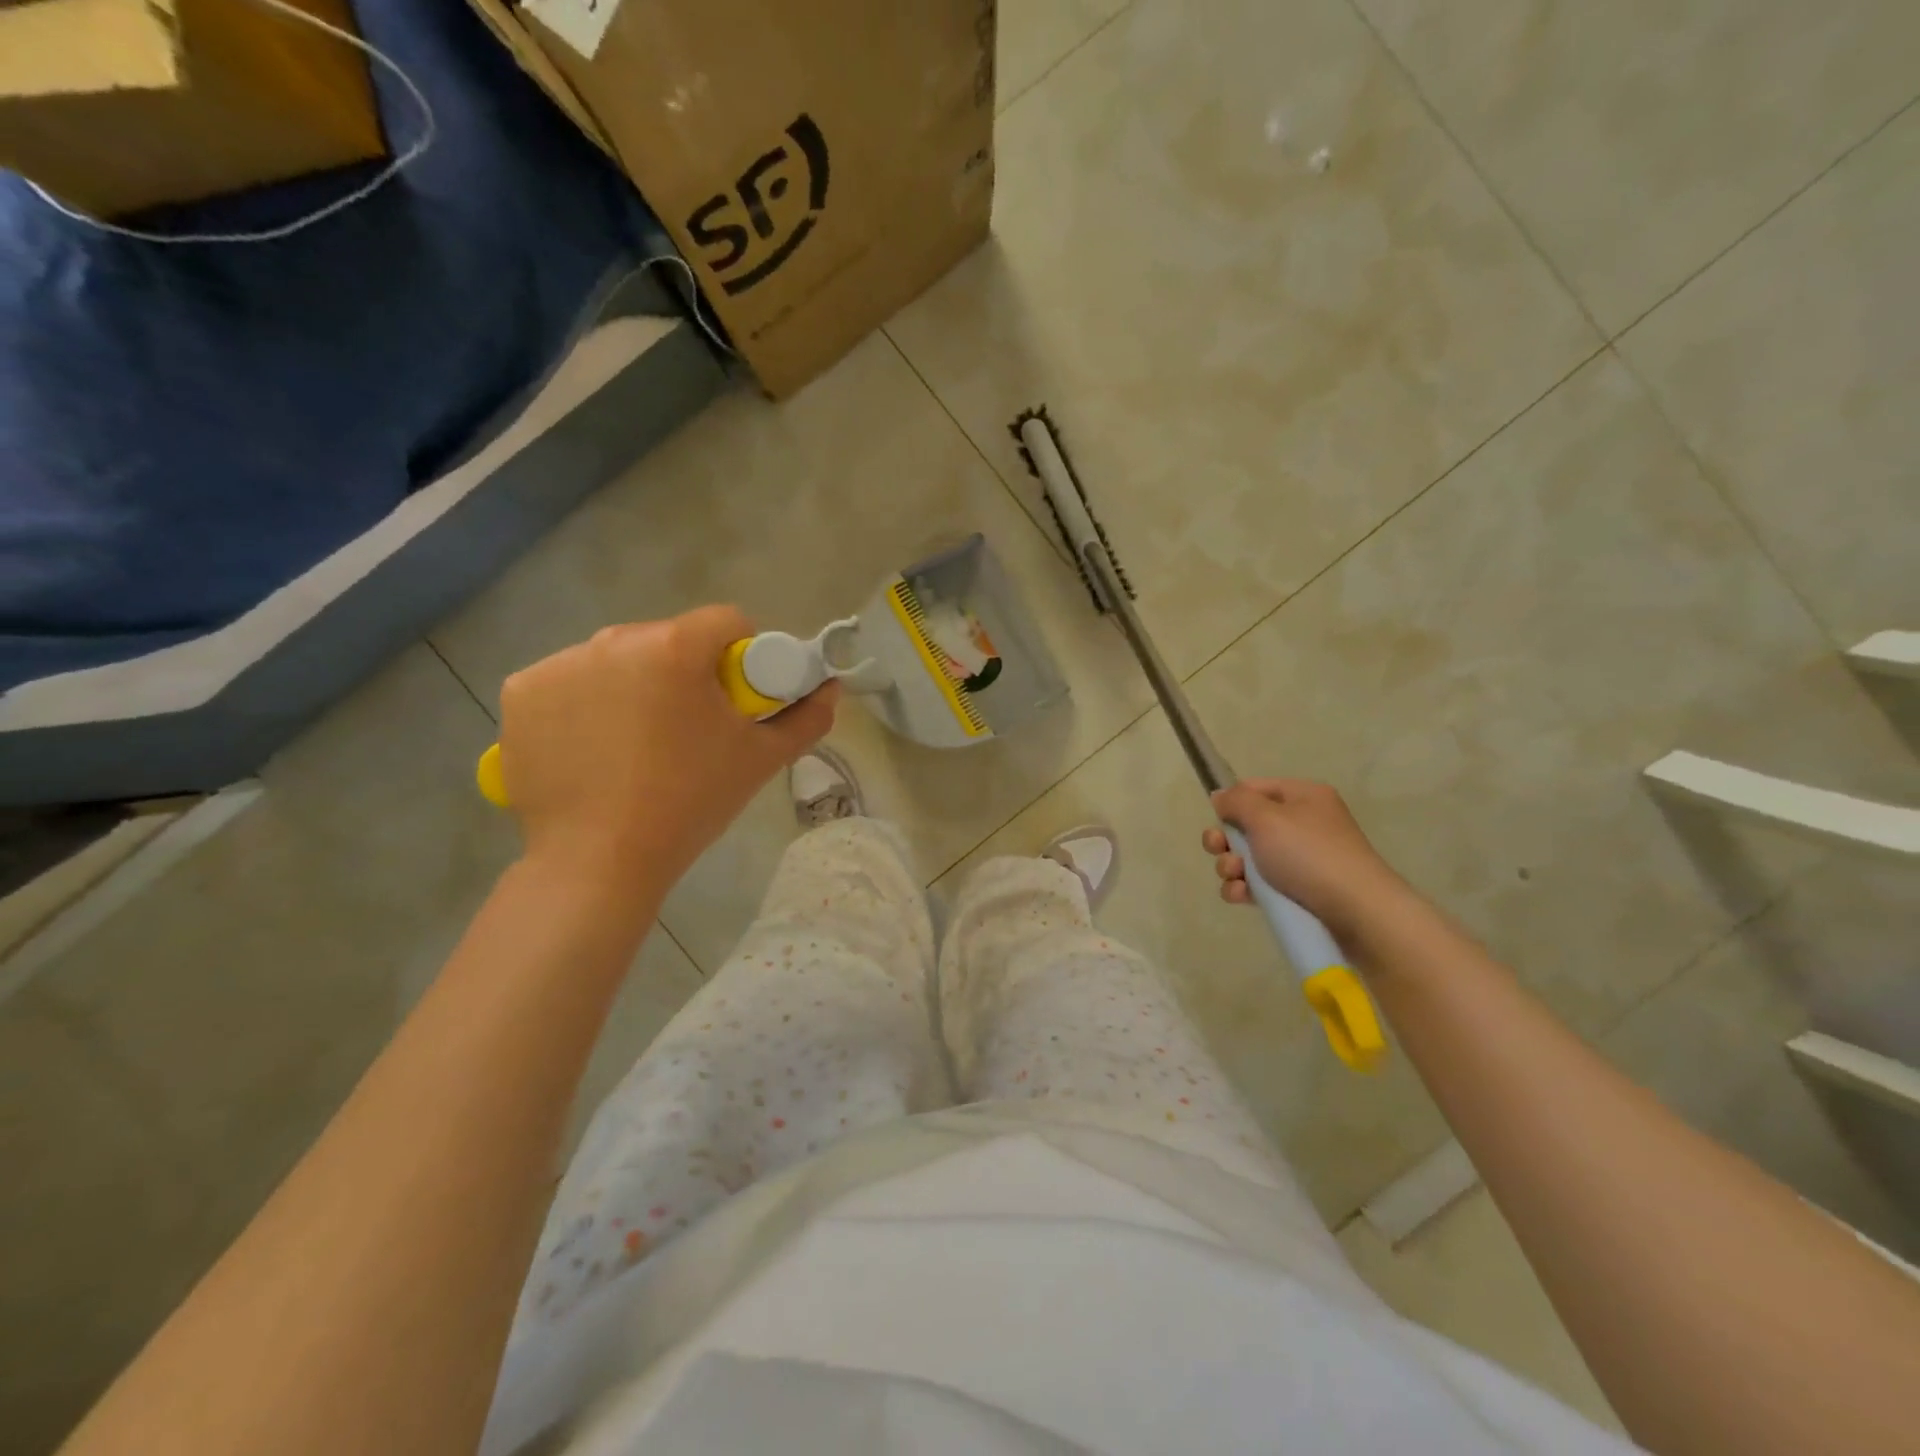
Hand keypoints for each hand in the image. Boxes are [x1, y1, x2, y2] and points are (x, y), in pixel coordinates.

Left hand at [498, 606, 837, 888]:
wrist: (600, 861)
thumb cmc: (691, 804)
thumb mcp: (761, 760)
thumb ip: (806, 718)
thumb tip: (830, 689)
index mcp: (676, 648)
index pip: (726, 622)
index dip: (743, 654)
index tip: (738, 696)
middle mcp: (613, 640)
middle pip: (669, 639)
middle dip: (686, 671)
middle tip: (690, 727)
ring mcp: (559, 664)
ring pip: (617, 659)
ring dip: (634, 684)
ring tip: (638, 742)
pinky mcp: (521, 693)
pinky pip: (569, 682)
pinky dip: (585, 703)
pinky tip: (593, 745)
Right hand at [1202, 778, 1408, 941]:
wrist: (1356, 911)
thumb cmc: (1308, 854)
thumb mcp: (1266, 818)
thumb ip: (1237, 802)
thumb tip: (1220, 796)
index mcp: (1302, 797)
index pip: (1254, 789)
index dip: (1231, 804)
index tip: (1217, 821)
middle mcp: (1303, 823)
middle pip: (1248, 825)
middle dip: (1226, 840)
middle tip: (1219, 850)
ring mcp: (1302, 859)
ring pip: (1250, 857)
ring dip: (1231, 867)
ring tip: (1234, 878)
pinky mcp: (1298, 891)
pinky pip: (1260, 884)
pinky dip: (1245, 888)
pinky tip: (1240, 896)